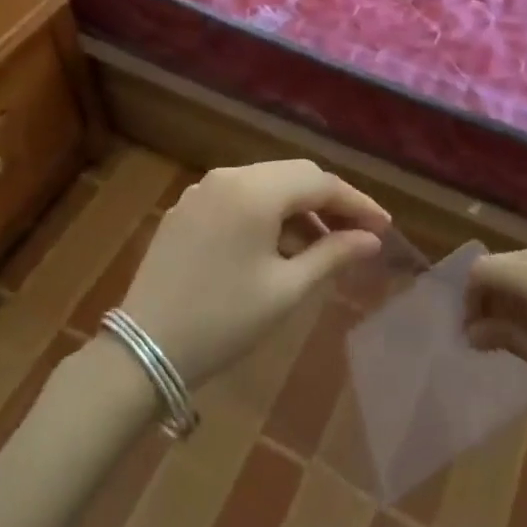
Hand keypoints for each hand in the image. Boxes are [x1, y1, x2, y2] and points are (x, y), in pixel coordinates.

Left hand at [118, 160, 390, 390]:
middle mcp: (228, 177)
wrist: (142, 351)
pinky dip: (267, 213)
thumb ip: (332, 255)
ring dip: (298, 208)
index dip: (356, 203)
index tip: (384, 227)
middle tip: (358, 233)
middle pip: (293, 175)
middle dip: (329, 201)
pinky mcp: (186, 209)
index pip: (319, 182)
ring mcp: (203, 190)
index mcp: (255, 191)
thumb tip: (372, 239)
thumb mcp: (285, 291)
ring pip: (266, 185)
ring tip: (323, 244)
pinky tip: (278, 245)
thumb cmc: (223, 322)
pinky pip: (239, 198)